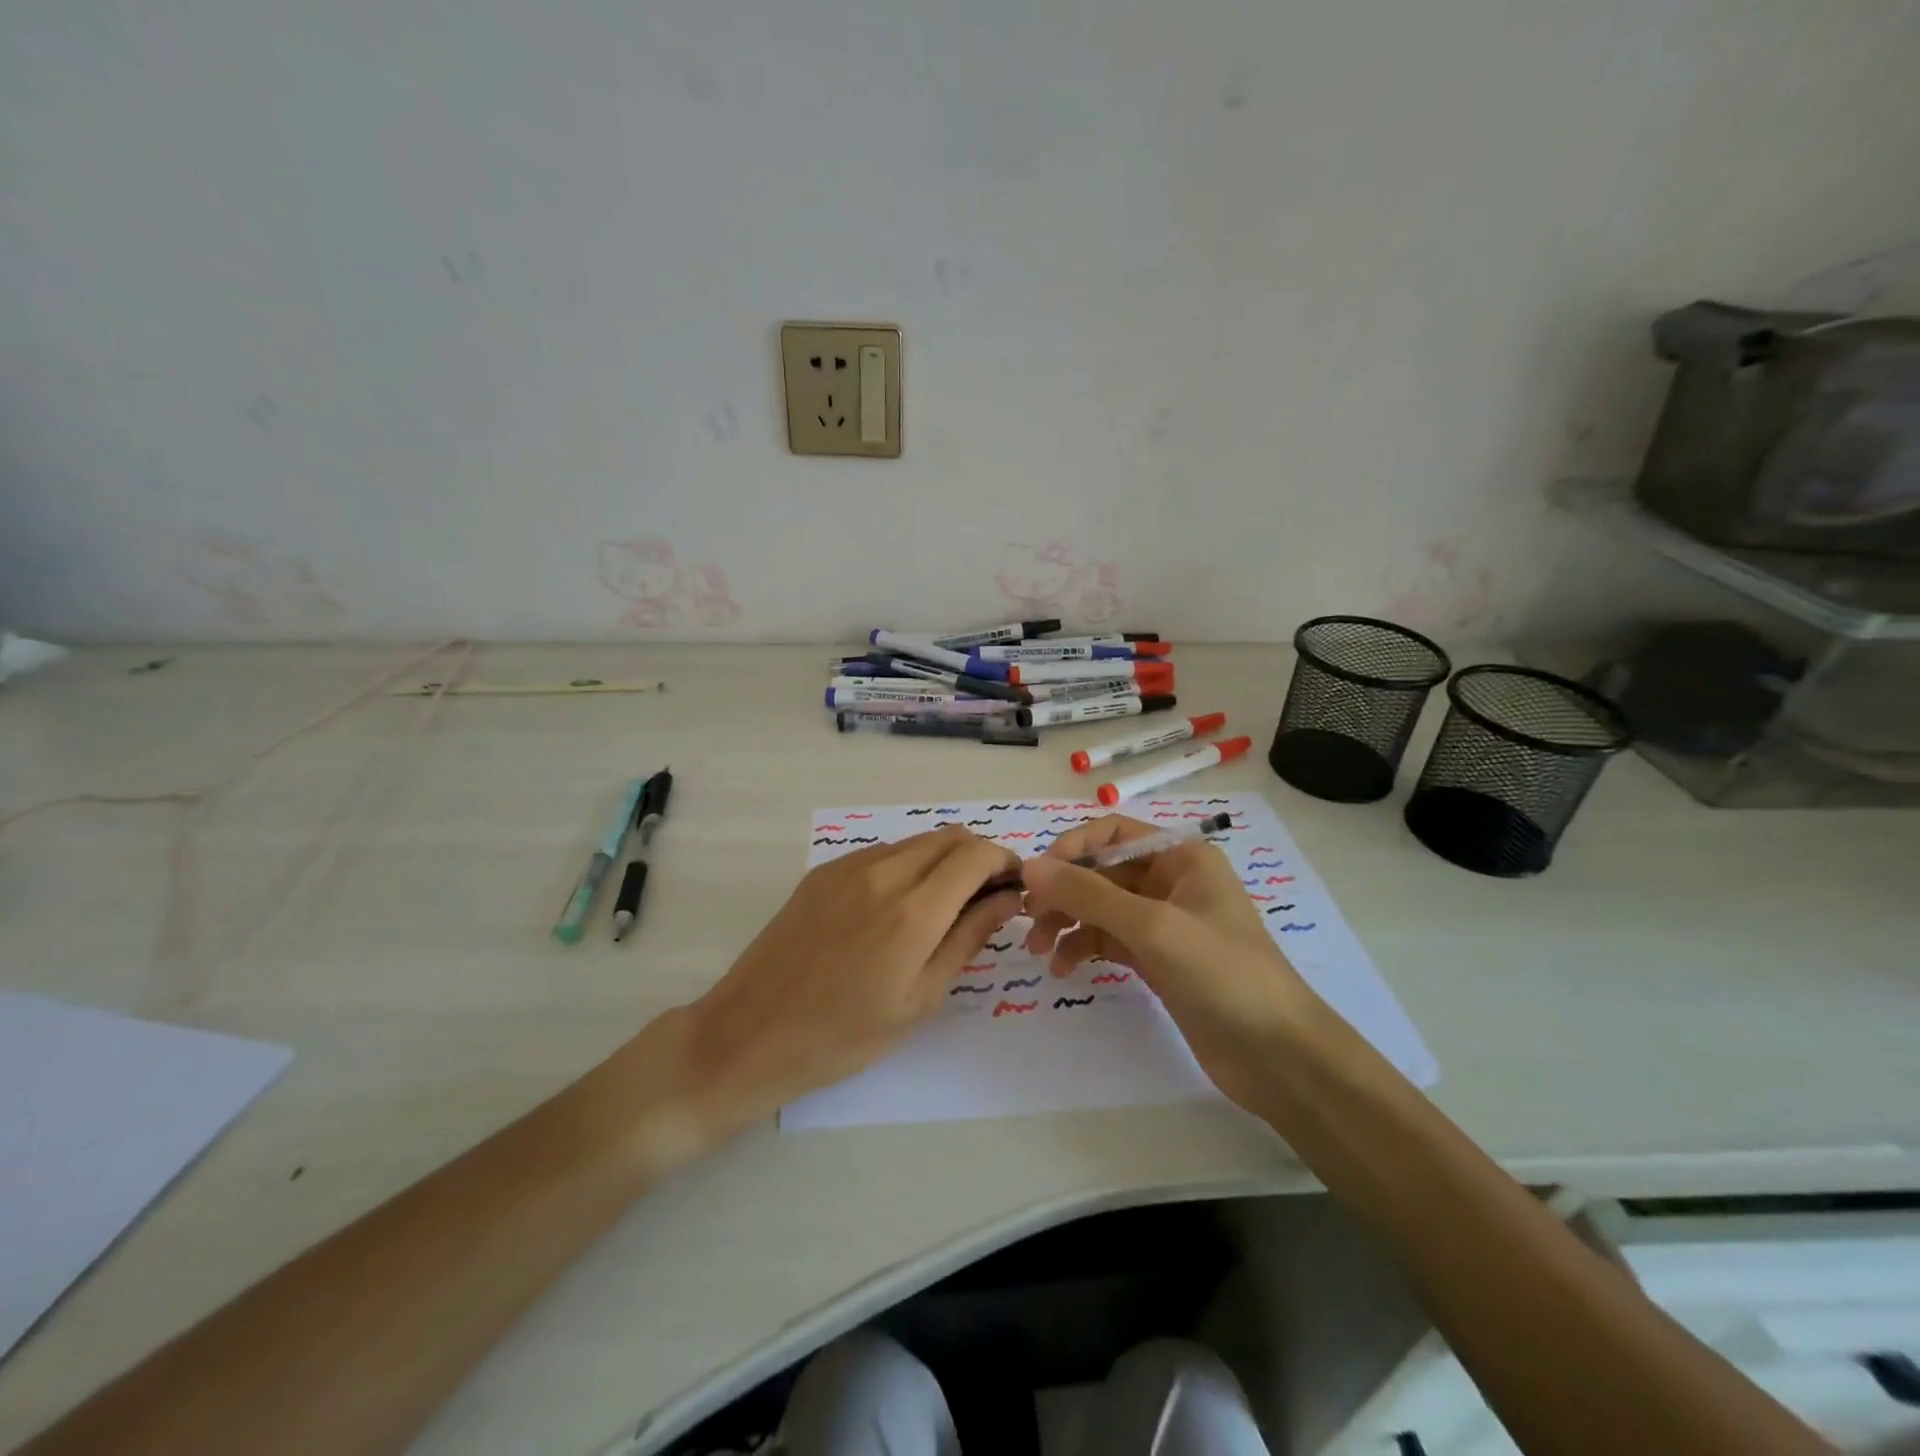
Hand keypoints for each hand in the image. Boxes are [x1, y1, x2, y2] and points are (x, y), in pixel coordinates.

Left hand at [685, 826, 1022, 1125]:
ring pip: (916, 842)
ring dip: (943, 860)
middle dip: (978, 858)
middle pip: (949, 837)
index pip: (976, 855)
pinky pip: (882, 853)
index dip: (1005, 862)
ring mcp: (848, 866)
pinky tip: (897, 907)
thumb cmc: (843, 1035)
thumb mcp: (919, 998)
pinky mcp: (823, 872)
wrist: (750, 1034)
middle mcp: (883, 872)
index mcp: (913, 910)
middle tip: (985, 899)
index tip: (1015, 888)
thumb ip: (968, 938)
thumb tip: (1008, 899)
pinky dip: (907, 866)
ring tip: (943, 906)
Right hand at [1021, 814, 1317, 1109]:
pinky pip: (1108, 940)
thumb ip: (1088, 894)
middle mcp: (1170, 880)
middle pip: (1101, 870)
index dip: (1071, 849)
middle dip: (1063, 892)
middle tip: (1030, 921)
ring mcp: (1163, 922)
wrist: (1278, 1056)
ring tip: (1040, 951)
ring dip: (1067, 922)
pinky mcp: (1157, 959)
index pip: (1111, 832)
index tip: (1036, 878)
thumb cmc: (1223, 974)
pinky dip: (1083, 948)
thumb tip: (1029, 866)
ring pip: (1100, 907)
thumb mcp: (1153, 927)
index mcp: (1180, 856)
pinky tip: (1065, 969)